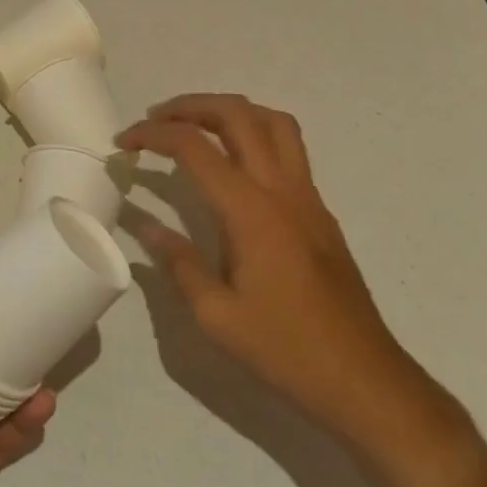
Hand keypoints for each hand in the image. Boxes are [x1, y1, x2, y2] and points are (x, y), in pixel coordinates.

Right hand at [118, 94, 430, 448]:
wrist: (363, 379)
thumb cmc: (284, 349)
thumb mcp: (214, 314)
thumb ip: (177, 262)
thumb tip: (146, 228)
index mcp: (251, 212)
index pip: (195, 148)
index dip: (153, 134)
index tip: (122, 143)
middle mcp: (283, 191)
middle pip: (239, 116)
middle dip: (191, 106)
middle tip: (154, 120)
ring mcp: (308, 199)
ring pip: (274, 123)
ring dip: (229, 112)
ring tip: (194, 128)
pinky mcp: (320, 214)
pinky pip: (289, 150)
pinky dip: (253, 136)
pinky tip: (229, 168)